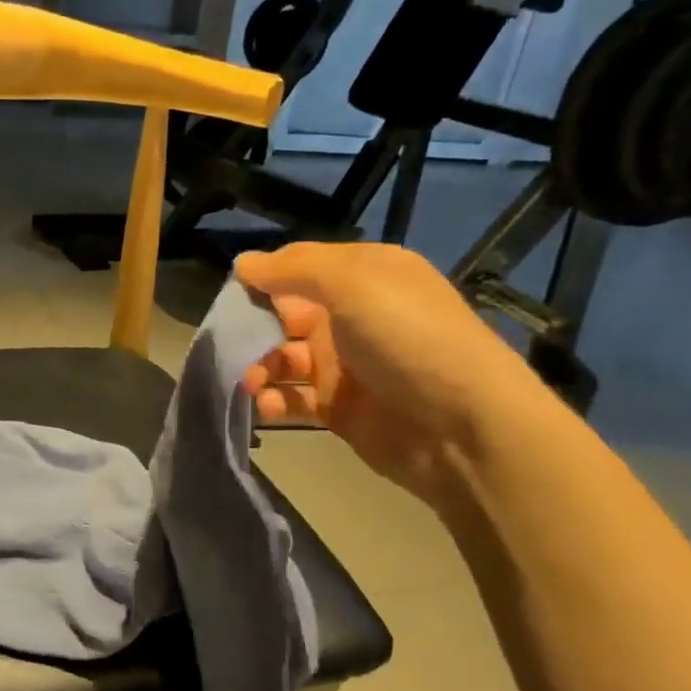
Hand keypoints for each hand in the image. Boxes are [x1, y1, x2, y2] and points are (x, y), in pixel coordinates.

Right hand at [236, 242, 549, 507]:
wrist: (462, 427)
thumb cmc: (407, 339)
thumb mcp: (353, 283)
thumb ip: (293, 270)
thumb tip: (242, 264)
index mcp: (361, 277)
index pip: (298, 267)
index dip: (263, 277)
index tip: (229, 294)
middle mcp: (350, 316)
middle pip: (283, 315)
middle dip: (252, 327)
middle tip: (227, 344)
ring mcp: (344, 365)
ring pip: (282, 359)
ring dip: (258, 367)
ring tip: (248, 381)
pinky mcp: (337, 408)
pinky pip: (292, 399)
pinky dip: (273, 401)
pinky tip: (264, 406)